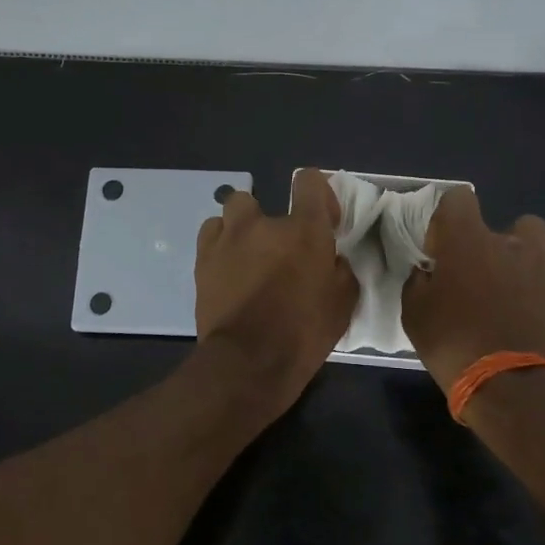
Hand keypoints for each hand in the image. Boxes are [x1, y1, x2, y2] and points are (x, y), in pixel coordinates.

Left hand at [194, 168, 356, 414]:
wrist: (248, 362)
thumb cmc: (303, 333)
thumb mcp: (342, 305)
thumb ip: (339, 271)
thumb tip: (331, 261)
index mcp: (304, 230)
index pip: (310, 182)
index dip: (318, 195)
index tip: (323, 220)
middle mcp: (263, 224)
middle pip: (257, 198)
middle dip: (266, 220)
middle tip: (277, 250)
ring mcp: (228, 239)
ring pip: (229, 214)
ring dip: (239, 229)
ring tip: (246, 257)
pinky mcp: (203, 260)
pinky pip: (211, 236)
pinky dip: (220, 246)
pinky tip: (227, 269)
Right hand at [401, 187, 544, 394]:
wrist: (508, 383)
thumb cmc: (452, 341)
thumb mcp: (414, 311)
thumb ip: (419, 280)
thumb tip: (429, 271)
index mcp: (467, 240)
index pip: (458, 198)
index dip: (447, 219)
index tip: (440, 250)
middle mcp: (507, 242)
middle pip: (504, 221)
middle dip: (490, 242)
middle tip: (476, 274)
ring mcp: (540, 264)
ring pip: (533, 243)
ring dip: (518, 258)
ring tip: (505, 290)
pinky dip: (534, 284)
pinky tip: (522, 311)